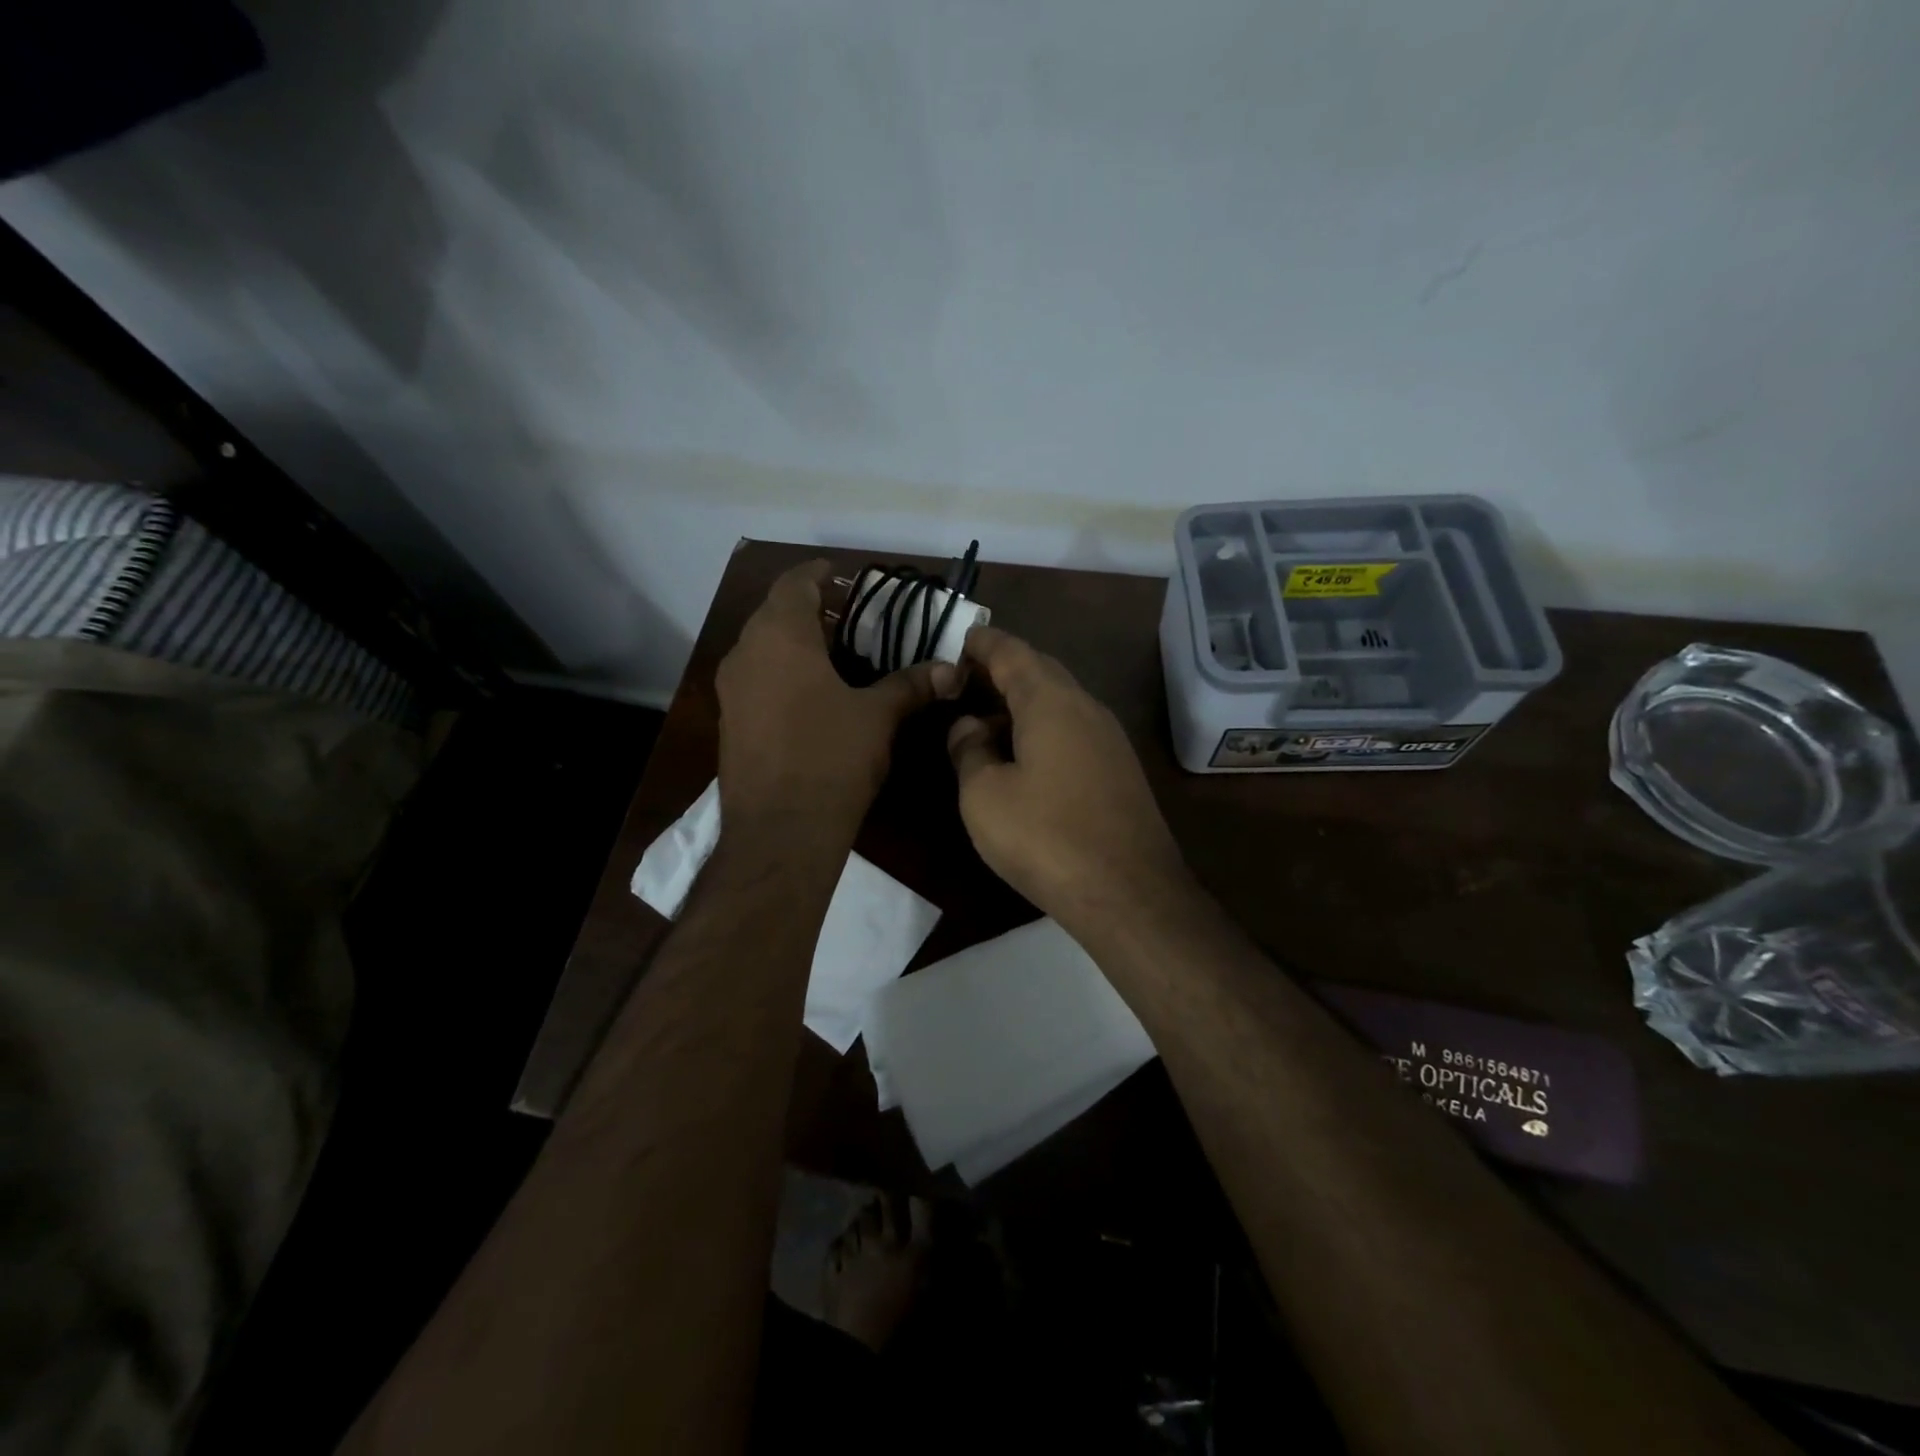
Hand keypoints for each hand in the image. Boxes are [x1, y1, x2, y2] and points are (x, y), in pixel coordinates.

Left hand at [717, 560, 956, 831]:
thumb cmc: (831, 759)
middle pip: (774, 613)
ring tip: (834, 654)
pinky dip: (780, 671)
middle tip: (849, 618)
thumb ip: (911, 685)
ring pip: (761, 647)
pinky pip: (755, 677)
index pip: (794, 583)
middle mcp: (746, 653)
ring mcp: (731, 690)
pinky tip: (811, 694)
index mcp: (780, 636)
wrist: (780, 831)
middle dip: (809, 609)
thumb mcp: (878, 717)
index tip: (841, 575)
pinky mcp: (730, 721)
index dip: (818, 574)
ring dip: (793, 641)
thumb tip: (951, 670)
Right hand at [947, 626, 1188, 935]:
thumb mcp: (984, 794)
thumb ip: (969, 750)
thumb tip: (967, 727)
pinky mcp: (1119, 769)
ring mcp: (1109, 738)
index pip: (1013, 652)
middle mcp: (1086, 707)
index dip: (984, 643)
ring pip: (1060, 702)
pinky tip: (1024, 757)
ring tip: (987, 720)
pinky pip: (1074, 730)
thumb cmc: (1045, 836)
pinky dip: (1043, 729)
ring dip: (1023, 703)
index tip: (961, 639)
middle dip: (1004, 670)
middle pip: (1041, 672)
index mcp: (1051, 701)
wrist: (1128, 892)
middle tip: (968, 680)